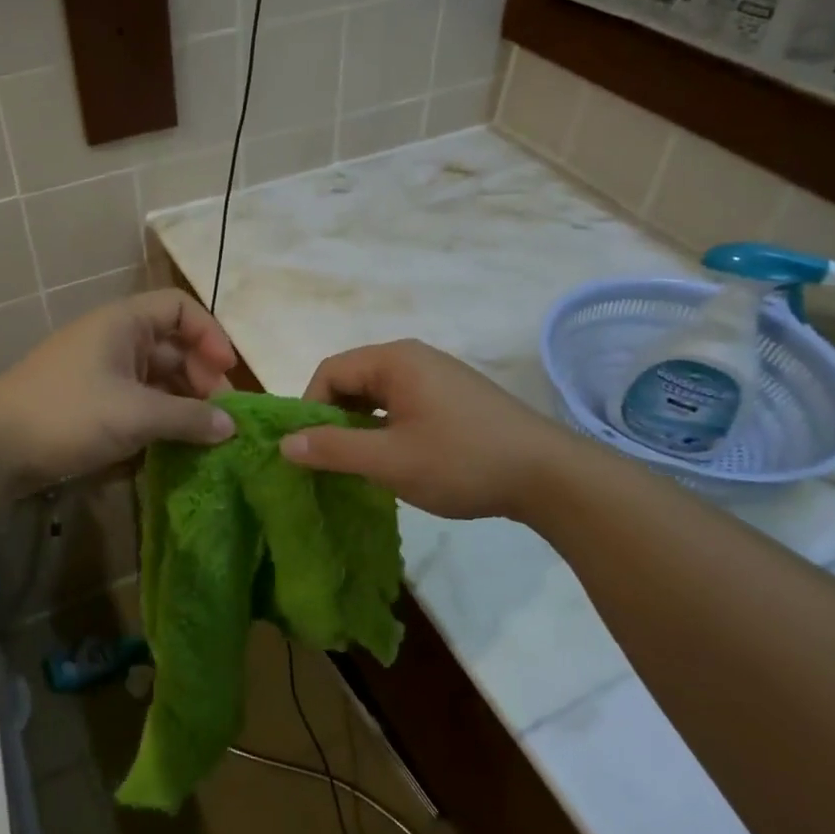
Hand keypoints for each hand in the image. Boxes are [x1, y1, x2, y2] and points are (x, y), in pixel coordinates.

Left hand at [0, 290, 237, 492]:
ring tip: (200, 437)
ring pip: (154, 379)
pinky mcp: (88, 404)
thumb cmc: (68, 415)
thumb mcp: (136, 414)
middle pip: (171, 346)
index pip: (180, 308)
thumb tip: (231, 427)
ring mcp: (99, 372)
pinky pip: (135, 402)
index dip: (210, 334)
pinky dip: (157, 418)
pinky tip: (171, 446)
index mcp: (123, 323)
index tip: (227, 372)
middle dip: (200, 376)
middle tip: (217, 416)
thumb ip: (189, 418)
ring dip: (181, 403)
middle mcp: (113, 340)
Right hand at [279, 340, 565, 520]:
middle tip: (331, 461)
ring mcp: (438, 376)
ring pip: (378, 395)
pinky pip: (403, 404)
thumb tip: (285, 442)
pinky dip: (386, 427)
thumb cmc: (462, 461)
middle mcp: (414, 358)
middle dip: (334, 419)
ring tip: (360, 464)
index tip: (308, 450)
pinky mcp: (455, 397)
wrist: (549, 475)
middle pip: (353, 380)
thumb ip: (333, 450)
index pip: (330, 372)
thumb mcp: (389, 461)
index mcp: (395, 360)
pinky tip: (395, 459)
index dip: (310, 409)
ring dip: (360, 426)